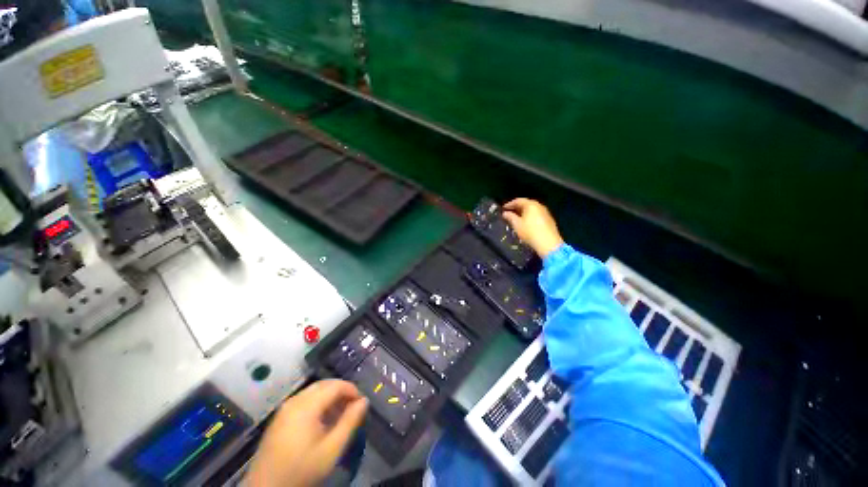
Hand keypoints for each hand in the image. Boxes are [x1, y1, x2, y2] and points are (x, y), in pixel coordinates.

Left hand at [246, 380, 368, 486]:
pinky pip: (304, 399)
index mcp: (306, 406)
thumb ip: (350, 422)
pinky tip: (323, 419)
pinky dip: (318, 402)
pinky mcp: (280, 416)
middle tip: (353, 406)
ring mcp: (285, 408)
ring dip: (330, 396)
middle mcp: (295, 400)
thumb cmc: (301, 470)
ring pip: (314, 390)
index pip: (335, 385)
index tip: (362, 402)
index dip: (352, 390)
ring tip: (340, 413)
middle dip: (342, 391)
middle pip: (324, 384)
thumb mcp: (331, 450)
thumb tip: (364, 401)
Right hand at [502, 198, 563, 258]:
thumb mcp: (517, 224)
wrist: (548, 243)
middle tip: (509, 213)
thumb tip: (505, 213)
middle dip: (516, 208)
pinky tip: (526, 223)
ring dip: (523, 213)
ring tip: (516, 218)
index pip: (518, 200)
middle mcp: (539, 206)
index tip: (503, 208)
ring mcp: (545, 213)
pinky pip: (536, 215)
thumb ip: (510, 217)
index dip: (509, 204)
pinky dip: (530, 217)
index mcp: (531, 205)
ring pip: (532, 210)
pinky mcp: (549, 220)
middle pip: (526, 204)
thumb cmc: (530, 232)